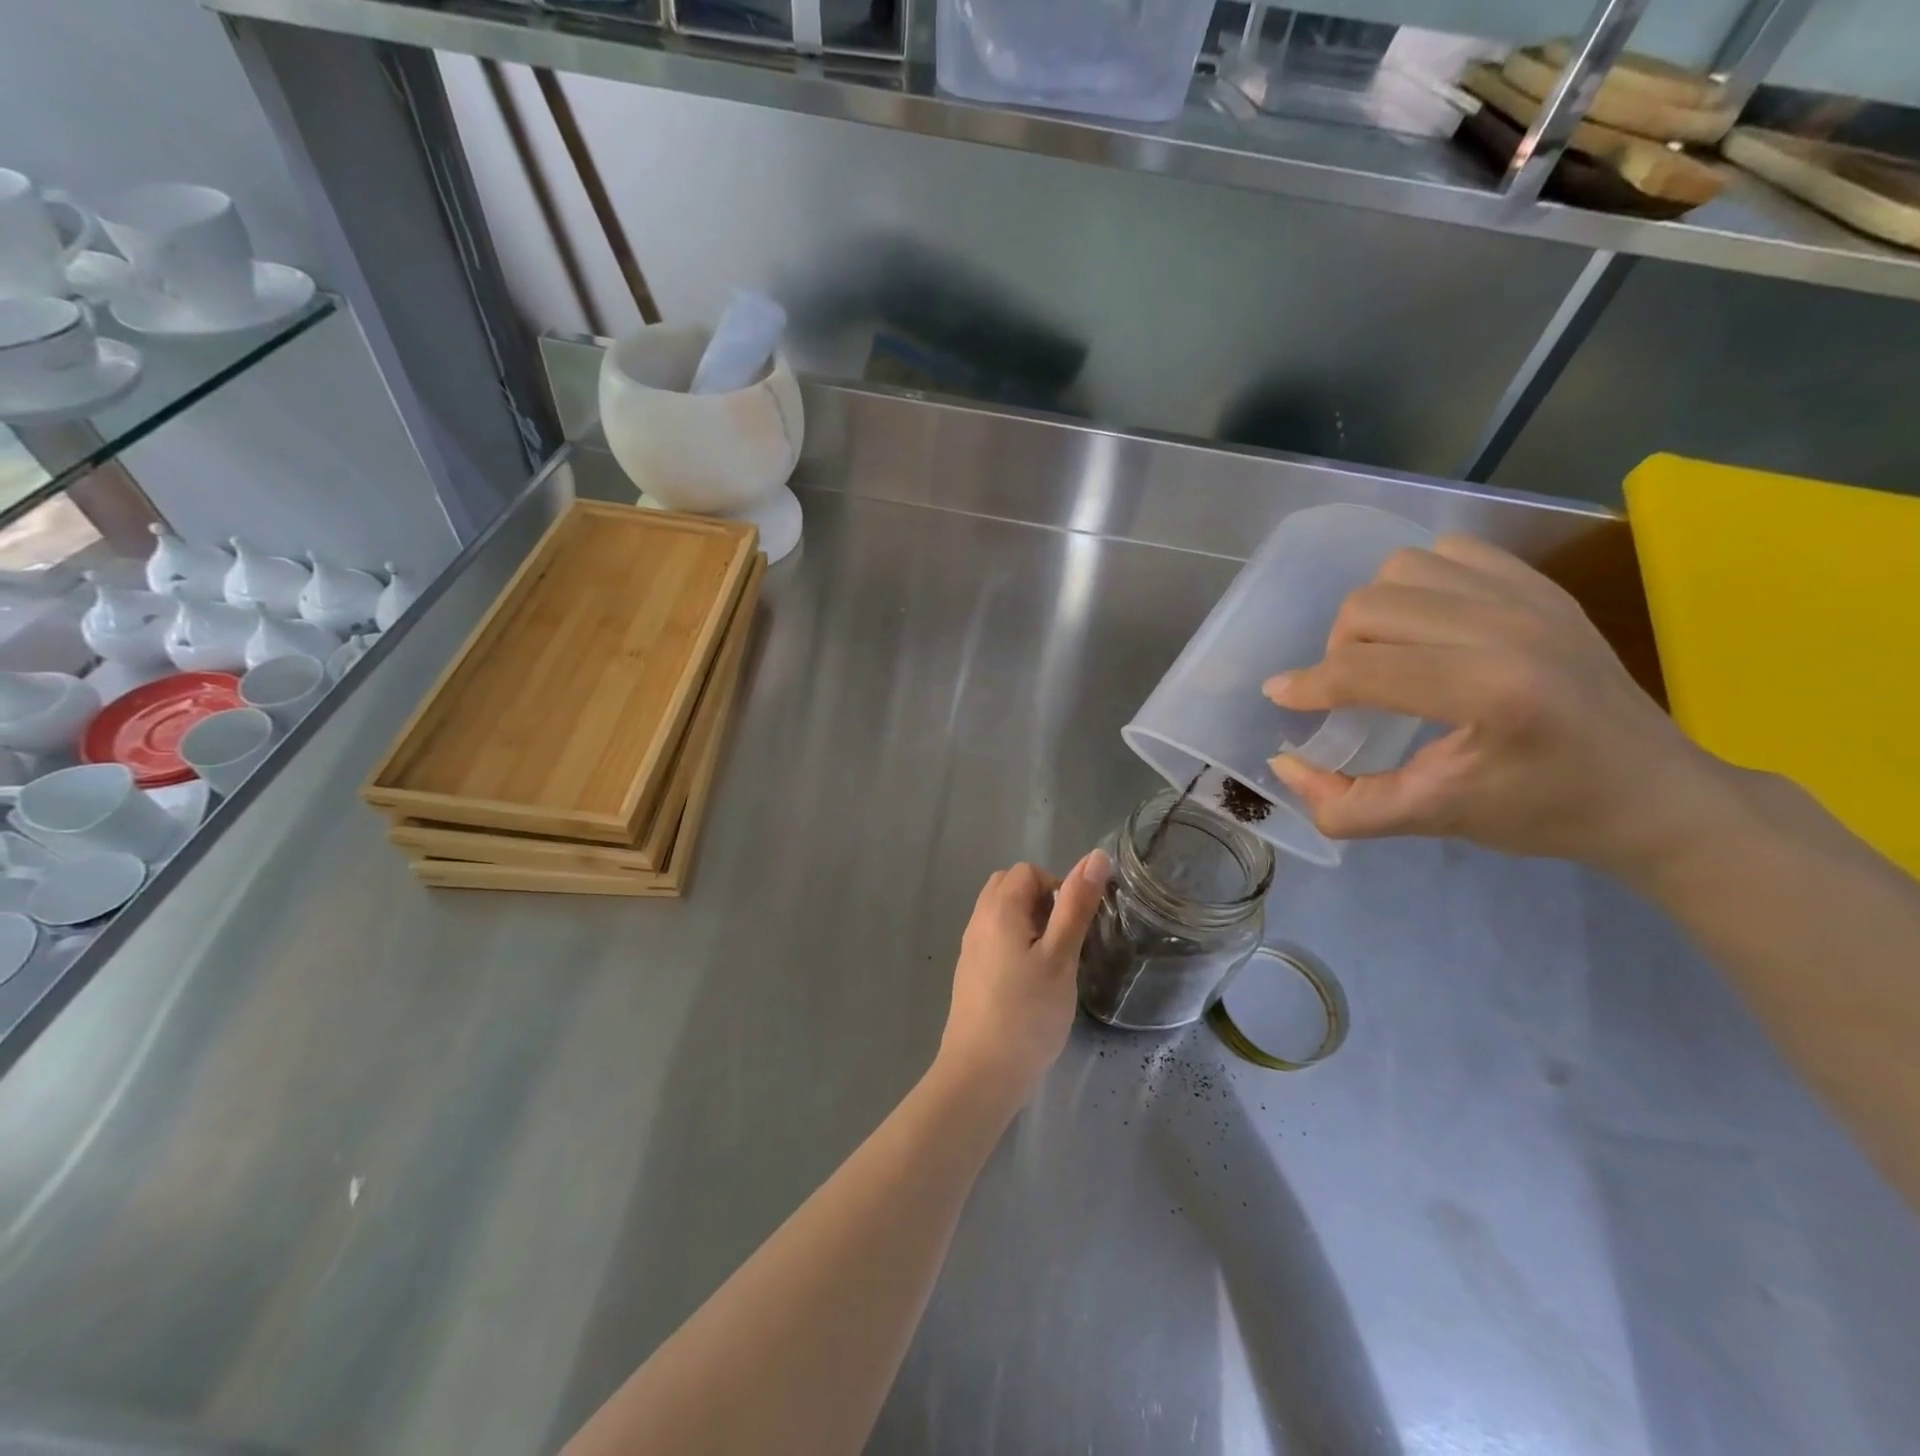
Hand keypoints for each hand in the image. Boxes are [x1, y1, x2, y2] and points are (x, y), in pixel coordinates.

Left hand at [936, 851, 1110, 1106]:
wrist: (981, 1073)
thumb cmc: (1027, 1013)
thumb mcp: (1061, 957)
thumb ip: (1076, 905)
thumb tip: (1096, 856)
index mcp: (999, 909)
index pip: (1027, 871)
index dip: (1056, 888)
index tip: (1074, 925)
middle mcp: (978, 920)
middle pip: (1009, 887)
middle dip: (1041, 901)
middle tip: (1063, 940)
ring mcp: (970, 948)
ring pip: (1001, 913)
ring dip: (1029, 923)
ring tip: (1051, 961)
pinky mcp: (970, 973)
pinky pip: (994, 938)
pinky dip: (1015, 943)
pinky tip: (1031, 980)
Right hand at [1264, 534, 1729, 874]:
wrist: (1659, 794)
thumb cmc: (1545, 813)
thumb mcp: (1436, 820)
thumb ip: (1345, 804)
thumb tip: (1284, 764)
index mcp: (1490, 692)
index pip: (1362, 670)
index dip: (1307, 686)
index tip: (1281, 698)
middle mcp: (1509, 628)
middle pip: (1370, 608)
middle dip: (1338, 651)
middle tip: (1348, 690)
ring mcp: (1531, 598)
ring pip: (1402, 569)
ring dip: (1375, 613)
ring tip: (1387, 653)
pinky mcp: (1543, 586)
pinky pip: (1450, 554)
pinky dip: (1420, 583)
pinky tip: (1428, 625)